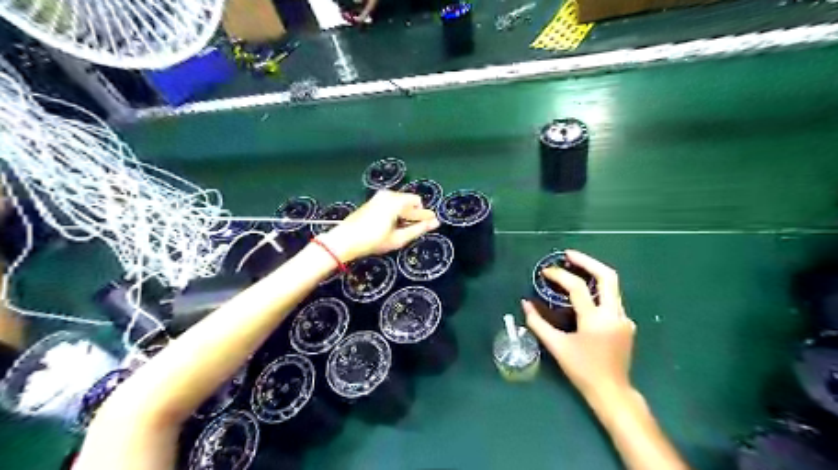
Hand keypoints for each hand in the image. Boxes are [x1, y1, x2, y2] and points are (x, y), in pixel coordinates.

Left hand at [318, 190, 441, 263]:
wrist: (345, 240)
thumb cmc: (373, 240)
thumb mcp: (398, 238)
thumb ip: (419, 229)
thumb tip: (435, 223)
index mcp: (396, 201)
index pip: (418, 206)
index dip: (426, 216)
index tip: (434, 223)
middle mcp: (388, 194)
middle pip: (410, 202)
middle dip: (415, 215)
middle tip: (417, 229)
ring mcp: (379, 196)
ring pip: (401, 203)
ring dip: (405, 215)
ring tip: (403, 230)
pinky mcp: (372, 201)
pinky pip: (391, 204)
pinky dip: (396, 213)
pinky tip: (393, 226)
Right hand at [522, 249, 635, 404]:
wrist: (612, 391)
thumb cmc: (581, 370)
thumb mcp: (556, 346)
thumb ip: (538, 323)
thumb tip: (525, 303)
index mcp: (596, 319)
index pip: (577, 287)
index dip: (559, 275)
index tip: (545, 271)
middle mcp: (614, 314)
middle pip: (607, 276)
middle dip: (587, 261)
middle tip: (568, 255)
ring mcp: (624, 318)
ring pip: (612, 286)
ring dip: (593, 273)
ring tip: (574, 267)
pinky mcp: (626, 324)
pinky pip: (612, 299)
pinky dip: (597, 290)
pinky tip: (585, 294)